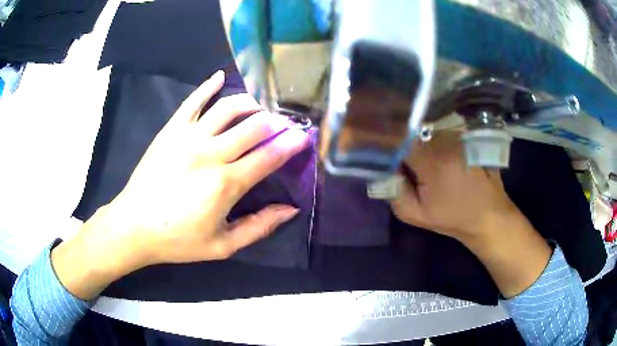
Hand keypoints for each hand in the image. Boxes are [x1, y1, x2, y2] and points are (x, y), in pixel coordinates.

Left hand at [52, 71, 309, 298]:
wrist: (134, 226)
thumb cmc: (178, 239)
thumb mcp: (222, 245)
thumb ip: (259, 227)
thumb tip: (290, 210)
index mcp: (226, 184)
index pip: (269, 156)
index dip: (290, 145)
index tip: (303, 137)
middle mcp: (211, 153)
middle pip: (254, 127)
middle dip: (276, 122)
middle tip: (285, 123)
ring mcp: (189, 137)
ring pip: (228, 108)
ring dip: (250, 104)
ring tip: (259, 108)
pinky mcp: (171, 130)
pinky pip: (193, 101)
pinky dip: (208, 86)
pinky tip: (220, 76)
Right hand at [391, 131, 551, 297]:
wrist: (489, 215)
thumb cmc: (454, 217)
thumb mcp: (417, 215)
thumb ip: (393, 193)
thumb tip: (381, 171)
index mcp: (431, 161)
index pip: (396, 138)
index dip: (384, 141)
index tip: (375, 148)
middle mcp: (444, 140)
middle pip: (410, 129)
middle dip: (399, 140)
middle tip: (397, 157)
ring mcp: (457, 134)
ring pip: (424, 128)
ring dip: (415, 138)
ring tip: (417, 157)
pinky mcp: (464, 135)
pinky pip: (438, 129)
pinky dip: (430, 137)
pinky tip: (434, 152)